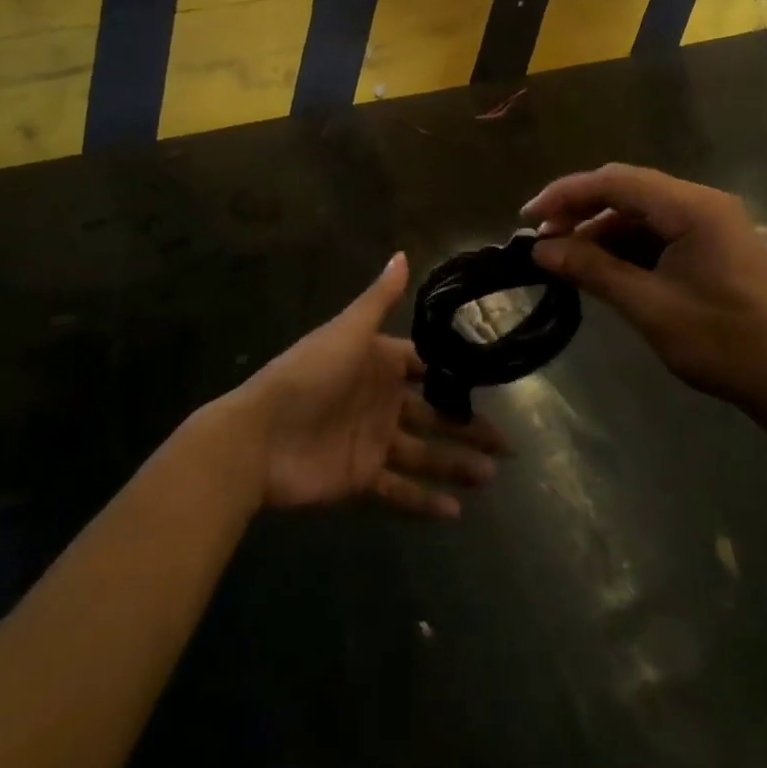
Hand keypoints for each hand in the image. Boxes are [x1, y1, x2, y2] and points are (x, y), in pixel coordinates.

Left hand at [231, 254, 508, 518]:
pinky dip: (425, 503)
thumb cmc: (308, 375)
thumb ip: (379, 299)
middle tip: (507, 446)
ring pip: (424, 454)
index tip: (493, 382)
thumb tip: (402, 254)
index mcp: (379, 364)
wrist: (259, 437)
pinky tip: (455, 512)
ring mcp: (373, 442)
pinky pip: (400, 491)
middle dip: (468, 428)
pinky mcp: (362, 478)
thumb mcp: (348, 331)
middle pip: (434, 415)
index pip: (425, 367)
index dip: (456, 375)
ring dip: (455, 465)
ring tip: (489, 475)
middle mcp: (381, 402)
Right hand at [523, 165, 766, 418]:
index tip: (528, 219)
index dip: (565, 194)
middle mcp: (701, 201)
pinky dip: (625, 244)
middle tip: (542, 239)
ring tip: (566, 258)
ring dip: (601, 229)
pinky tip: (604, 268)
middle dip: (580, 210)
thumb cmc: (725, 343)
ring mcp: (710, 221)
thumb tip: (539, 250)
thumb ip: (592, 270)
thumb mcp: (649, 307)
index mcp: (692, 206)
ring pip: (640, 210)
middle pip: (627, 189)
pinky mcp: (712, 243)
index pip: (614, 181)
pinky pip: (658, 230)